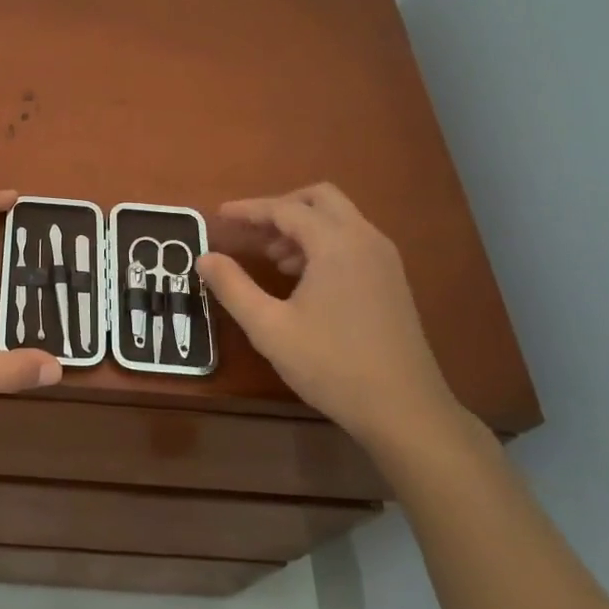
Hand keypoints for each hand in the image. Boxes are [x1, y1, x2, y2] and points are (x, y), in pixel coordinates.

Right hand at [196, 183, 461, 447]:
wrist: (404, 410)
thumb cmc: (332, 365)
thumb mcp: (269, 328)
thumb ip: (233, 287)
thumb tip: (204, 258)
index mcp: (336, 244)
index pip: (285, 209)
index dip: (249, 210)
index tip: (219, 216)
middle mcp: (365, 239)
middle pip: (319, 198)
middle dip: (281, 208)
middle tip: (251, 232)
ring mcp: (384, 258)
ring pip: (339, 218)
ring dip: (303, 226)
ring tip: (272, 258)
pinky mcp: (392, 279)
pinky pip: (353, 240)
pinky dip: (323, 243)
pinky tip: (303, 278)